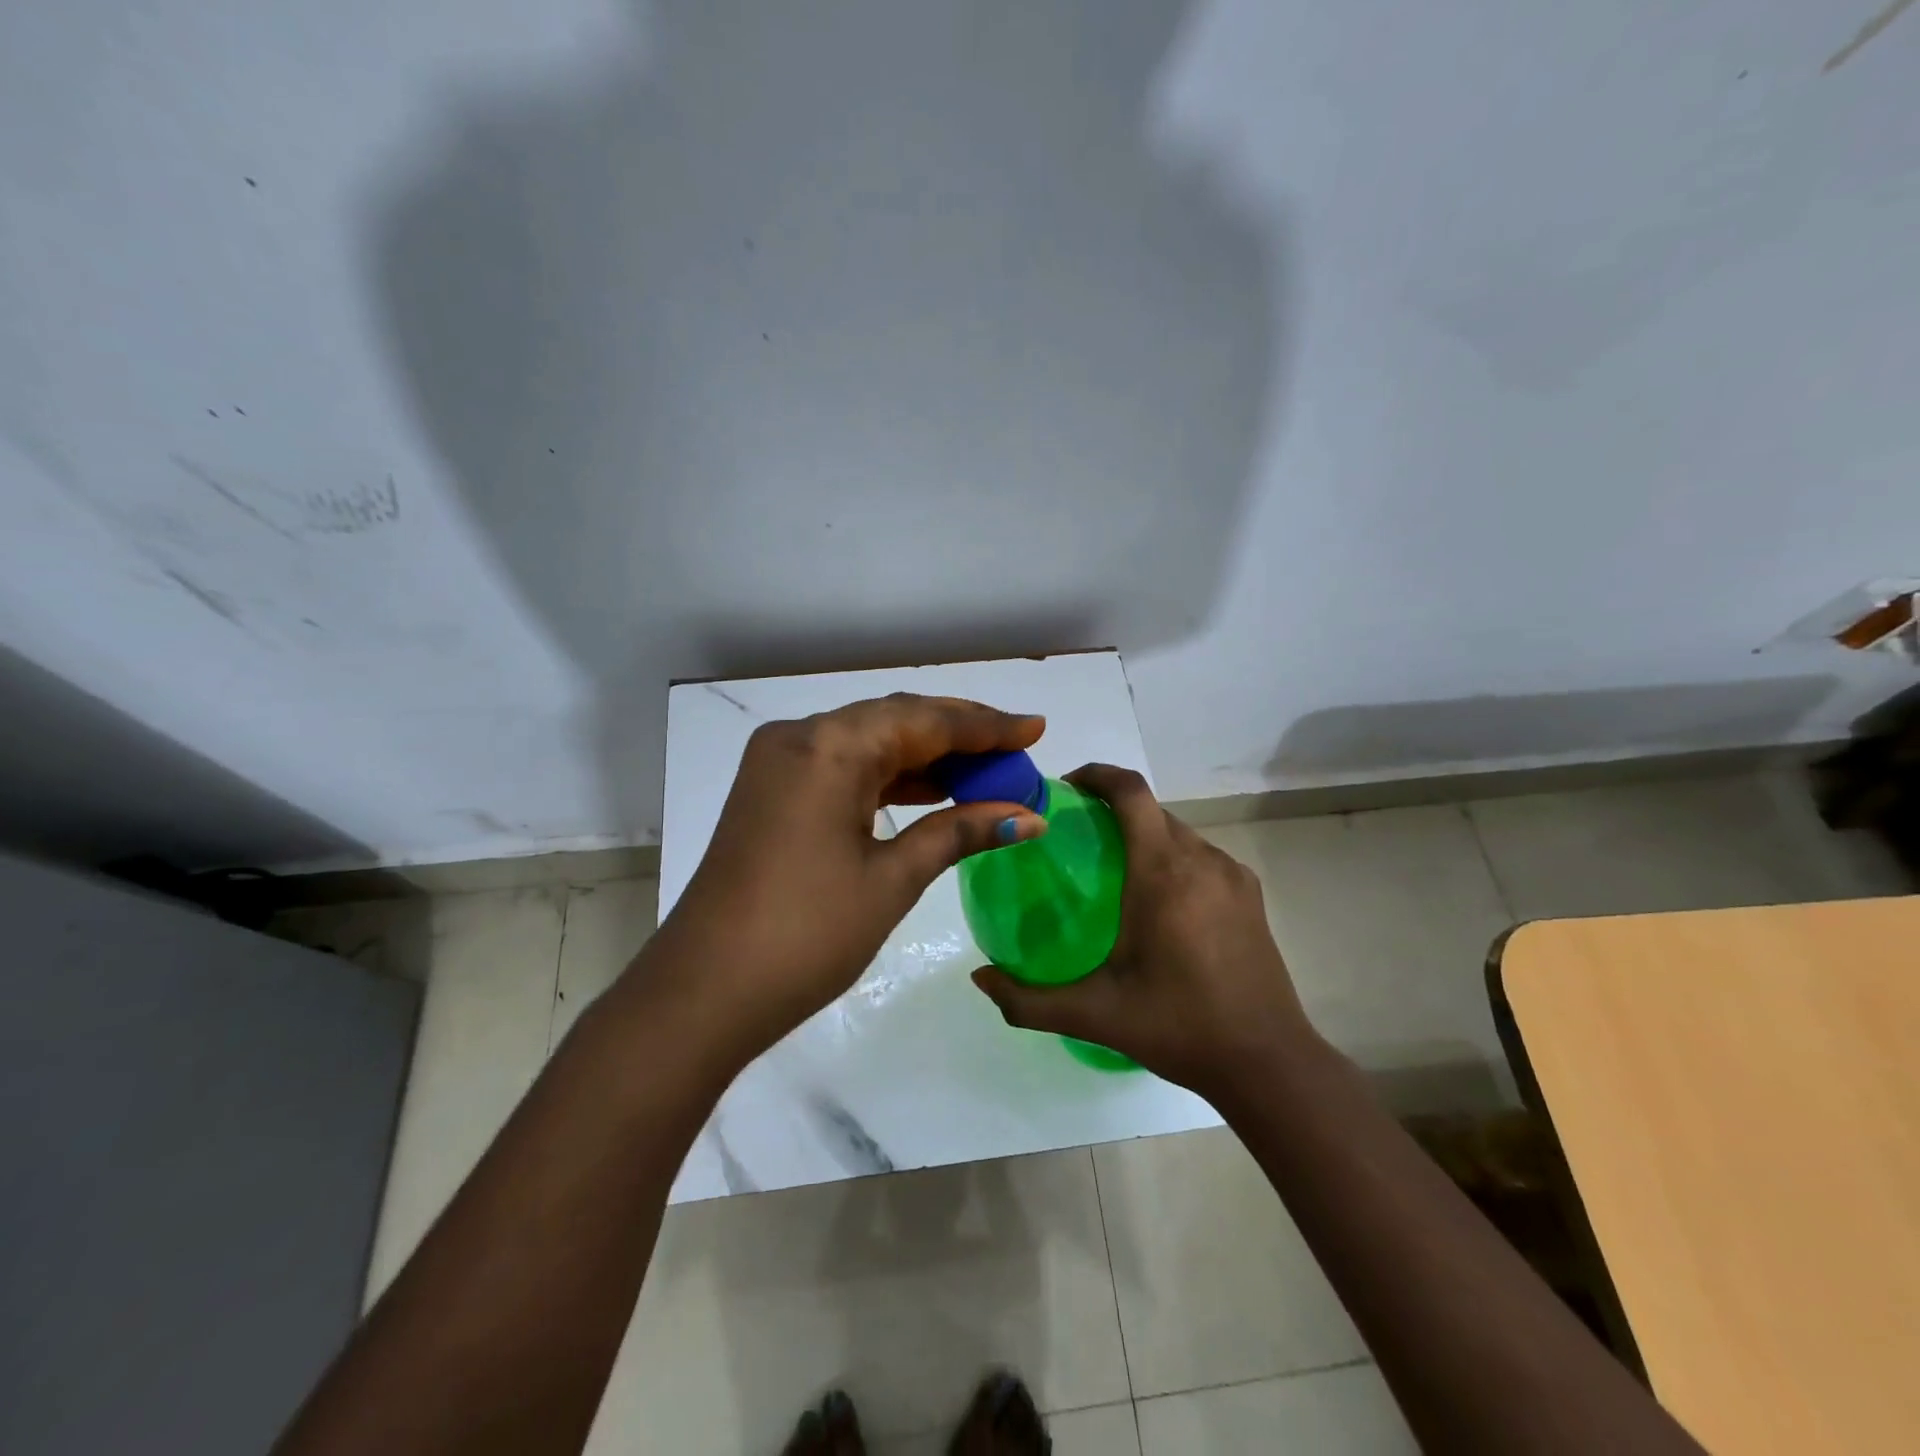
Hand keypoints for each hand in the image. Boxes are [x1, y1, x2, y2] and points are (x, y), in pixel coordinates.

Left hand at [651, 694, 1047, 1062]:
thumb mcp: (892, 878)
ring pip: (868, 743)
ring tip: (985, 774)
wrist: (704, 993)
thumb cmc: (807, 934)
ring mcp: (779, 764)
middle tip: (1016, 753)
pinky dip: (888, 778)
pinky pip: (843, 769)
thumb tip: (1030, 816)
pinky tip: (930, 792)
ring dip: (925, 758)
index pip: (923, 720)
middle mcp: (800, 738)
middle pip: (895, 721)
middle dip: (959, 738)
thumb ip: (960, 831)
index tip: (1035, 728)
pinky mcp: (772, 793)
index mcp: (828, 746)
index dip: (985, 726)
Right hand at [971, 763, 1316, 1100]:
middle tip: (1075, 837)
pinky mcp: (1250, 894)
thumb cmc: (1178, 1027)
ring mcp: (1232, 875)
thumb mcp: (1095, 1015)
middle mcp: (1201, 859)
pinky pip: (1201, 855)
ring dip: (1143, 834)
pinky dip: (1172, 857)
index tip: (1065, 788)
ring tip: (1113, 869)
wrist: (1268, 1061)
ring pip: (1178, 831)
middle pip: (1151, 809)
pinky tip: (1158, 901)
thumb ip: (1028, 999)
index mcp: (1163, 873)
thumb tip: (979, 980)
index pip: (1130, 792)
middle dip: (1112, 808)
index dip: (1096, 774)